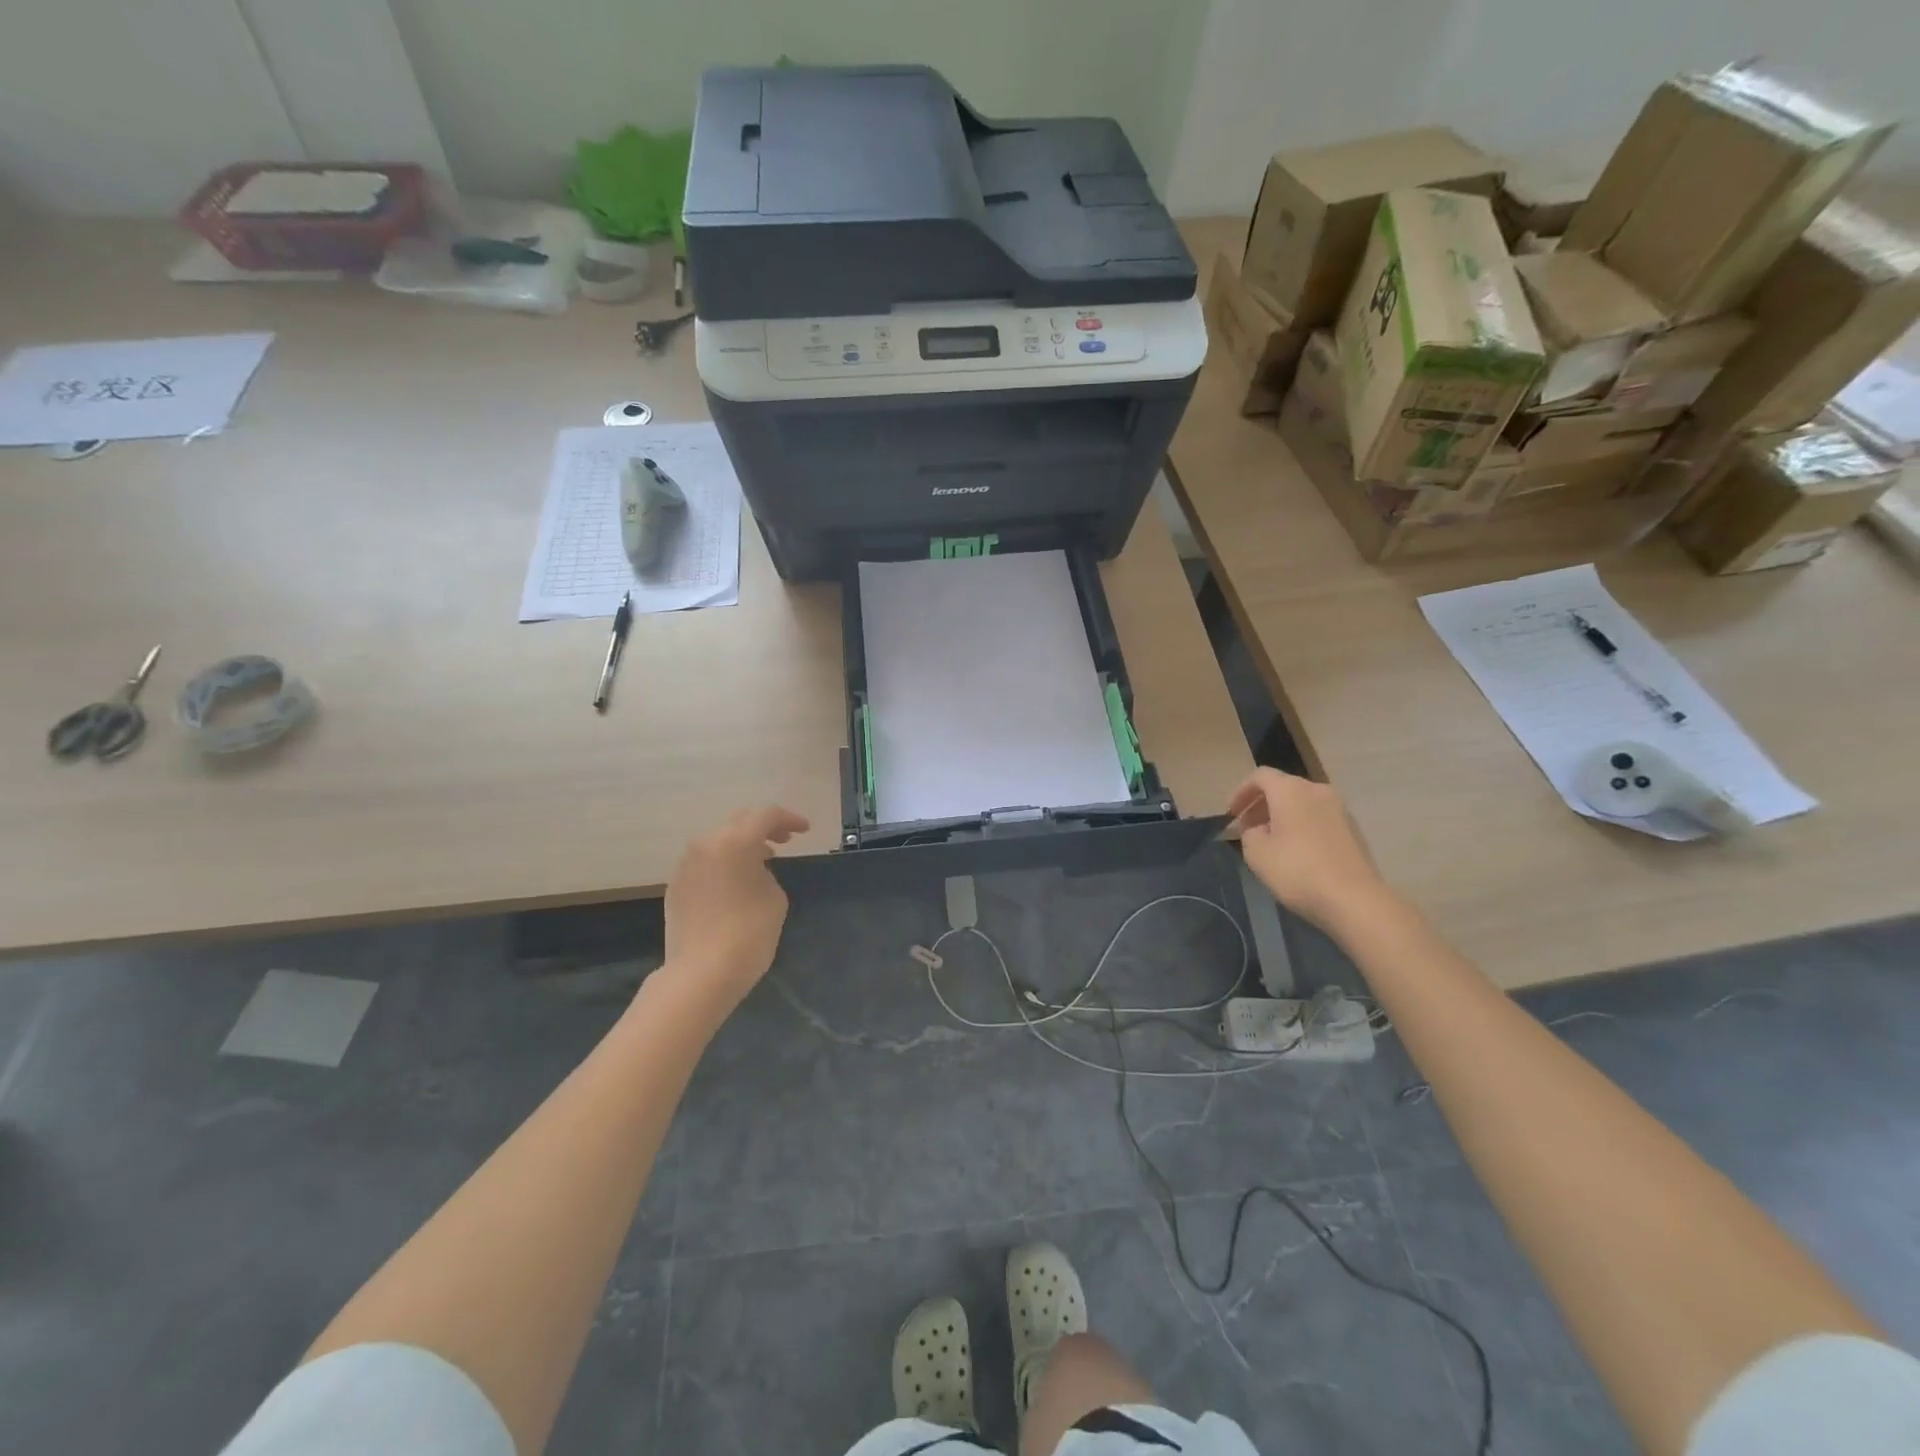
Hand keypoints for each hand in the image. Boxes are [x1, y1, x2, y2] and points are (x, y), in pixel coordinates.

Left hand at [661, 805, 809, 1013]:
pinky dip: (724, 864)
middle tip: (785, 840)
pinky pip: (705, 863)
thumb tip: (753, 871)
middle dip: (764, 827)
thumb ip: (766, 873)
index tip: (804, 831)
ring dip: (742, 845)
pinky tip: (736, 883)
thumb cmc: (748, 933)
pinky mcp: (676, 887)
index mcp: (734, 842)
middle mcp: (705, 845)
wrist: (700, 975)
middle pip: (739, 822)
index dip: (789, 819)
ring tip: (762, 860)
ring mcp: (685, 865)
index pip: (765, 815)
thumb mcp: (775, 898)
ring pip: (718, 842)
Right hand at [1227, 768, 1392, 931]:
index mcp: (1291, 790)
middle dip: (1261, 804)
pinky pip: (1318, 818)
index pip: (1260, 776)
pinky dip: (1301, 826)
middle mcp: (1317, 791)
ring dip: (1281, 816)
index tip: (1231, 814)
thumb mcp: (1256, 853)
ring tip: (1270, 841)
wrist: (1355, 900)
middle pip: (1283, 787)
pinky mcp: (1352, 830)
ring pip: (1302, 803)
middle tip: (1247, 828)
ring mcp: (1339, 809)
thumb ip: (1249, 833)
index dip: (1241, 792)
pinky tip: (1295, 852)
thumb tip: (1260, 829)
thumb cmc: (1297, 870)